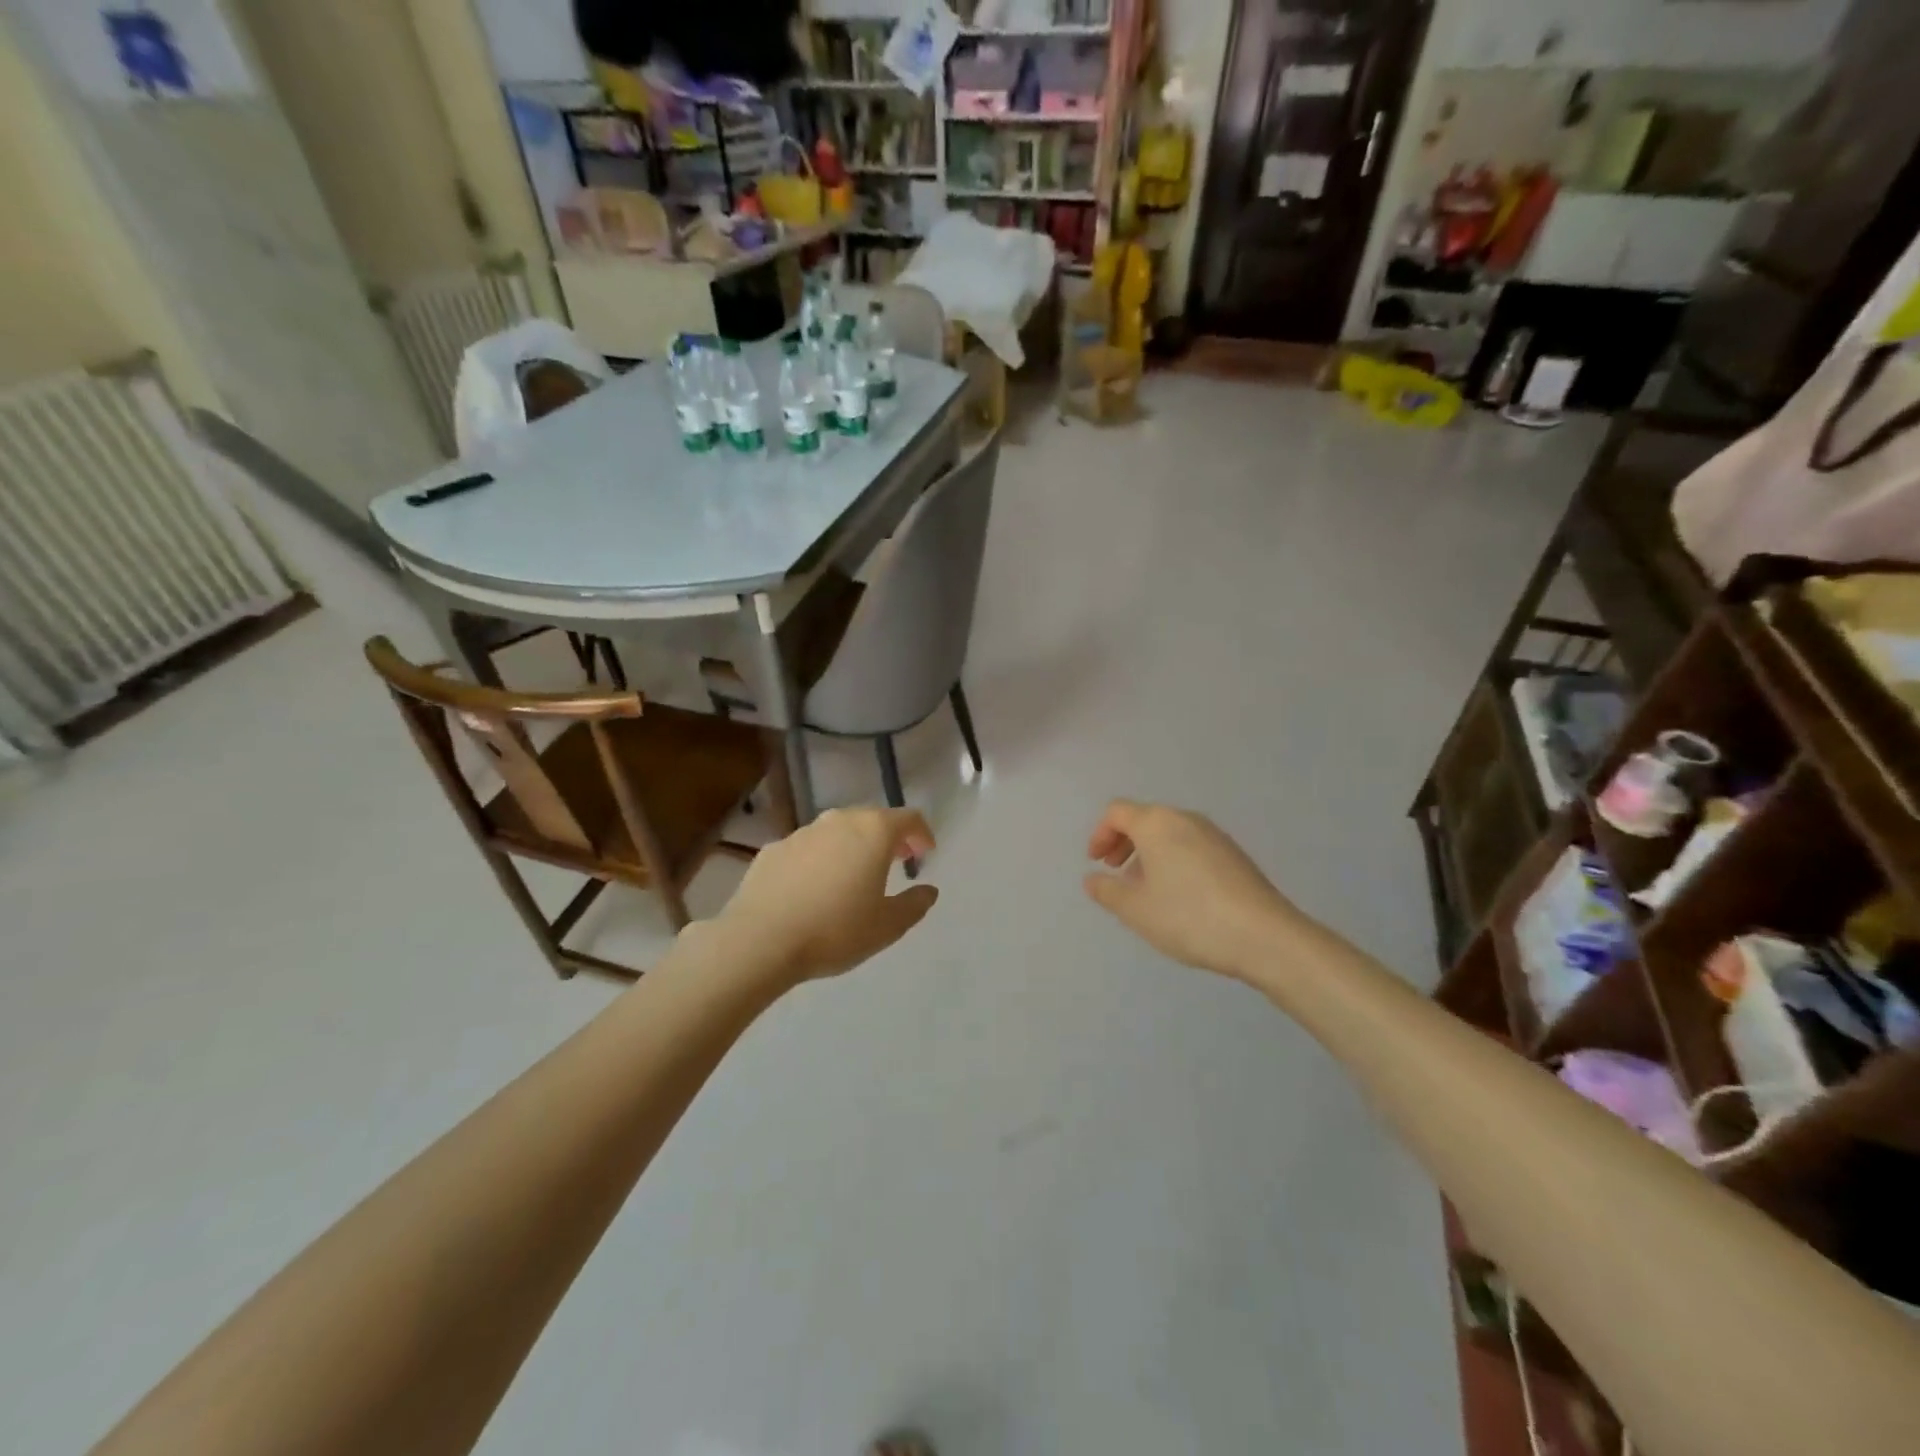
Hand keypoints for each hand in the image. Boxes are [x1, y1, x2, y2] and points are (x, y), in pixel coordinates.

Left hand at [714, 807, 939, 986]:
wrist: (760, 940)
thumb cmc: (835, 930)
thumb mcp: (887, 926)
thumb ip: (914, 904)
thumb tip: (928, 890)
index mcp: (873, 832)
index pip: (908, 818)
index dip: (922, 833)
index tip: (926, 852)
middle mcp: (838, 821)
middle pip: (872, 819)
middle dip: (888, 837)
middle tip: (897, 860)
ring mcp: (802, 833)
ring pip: (837, 831)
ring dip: (852, 846)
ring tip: (854, 875)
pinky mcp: (773, 849)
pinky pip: (807, 848)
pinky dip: (820, 859)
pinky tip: (814, 887)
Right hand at [1083, 800, 1303, 978]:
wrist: (1264, 936)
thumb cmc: (1189, 917)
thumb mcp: (1136, 910)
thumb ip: (1107, 891)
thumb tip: (1093, 879)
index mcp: (1156, 823)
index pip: (1117, 812)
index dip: (1099, 834)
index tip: (1096, 863)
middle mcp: (1185, 819)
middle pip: (1145, 819)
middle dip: (1124, 843)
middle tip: (1115, 873)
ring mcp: (1215, 835)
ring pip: (1170, 833)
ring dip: (1149, 854)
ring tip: (1146, 890)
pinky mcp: (1234, 854)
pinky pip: (1192, 846)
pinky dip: (1174, 860)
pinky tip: (1179, 896)